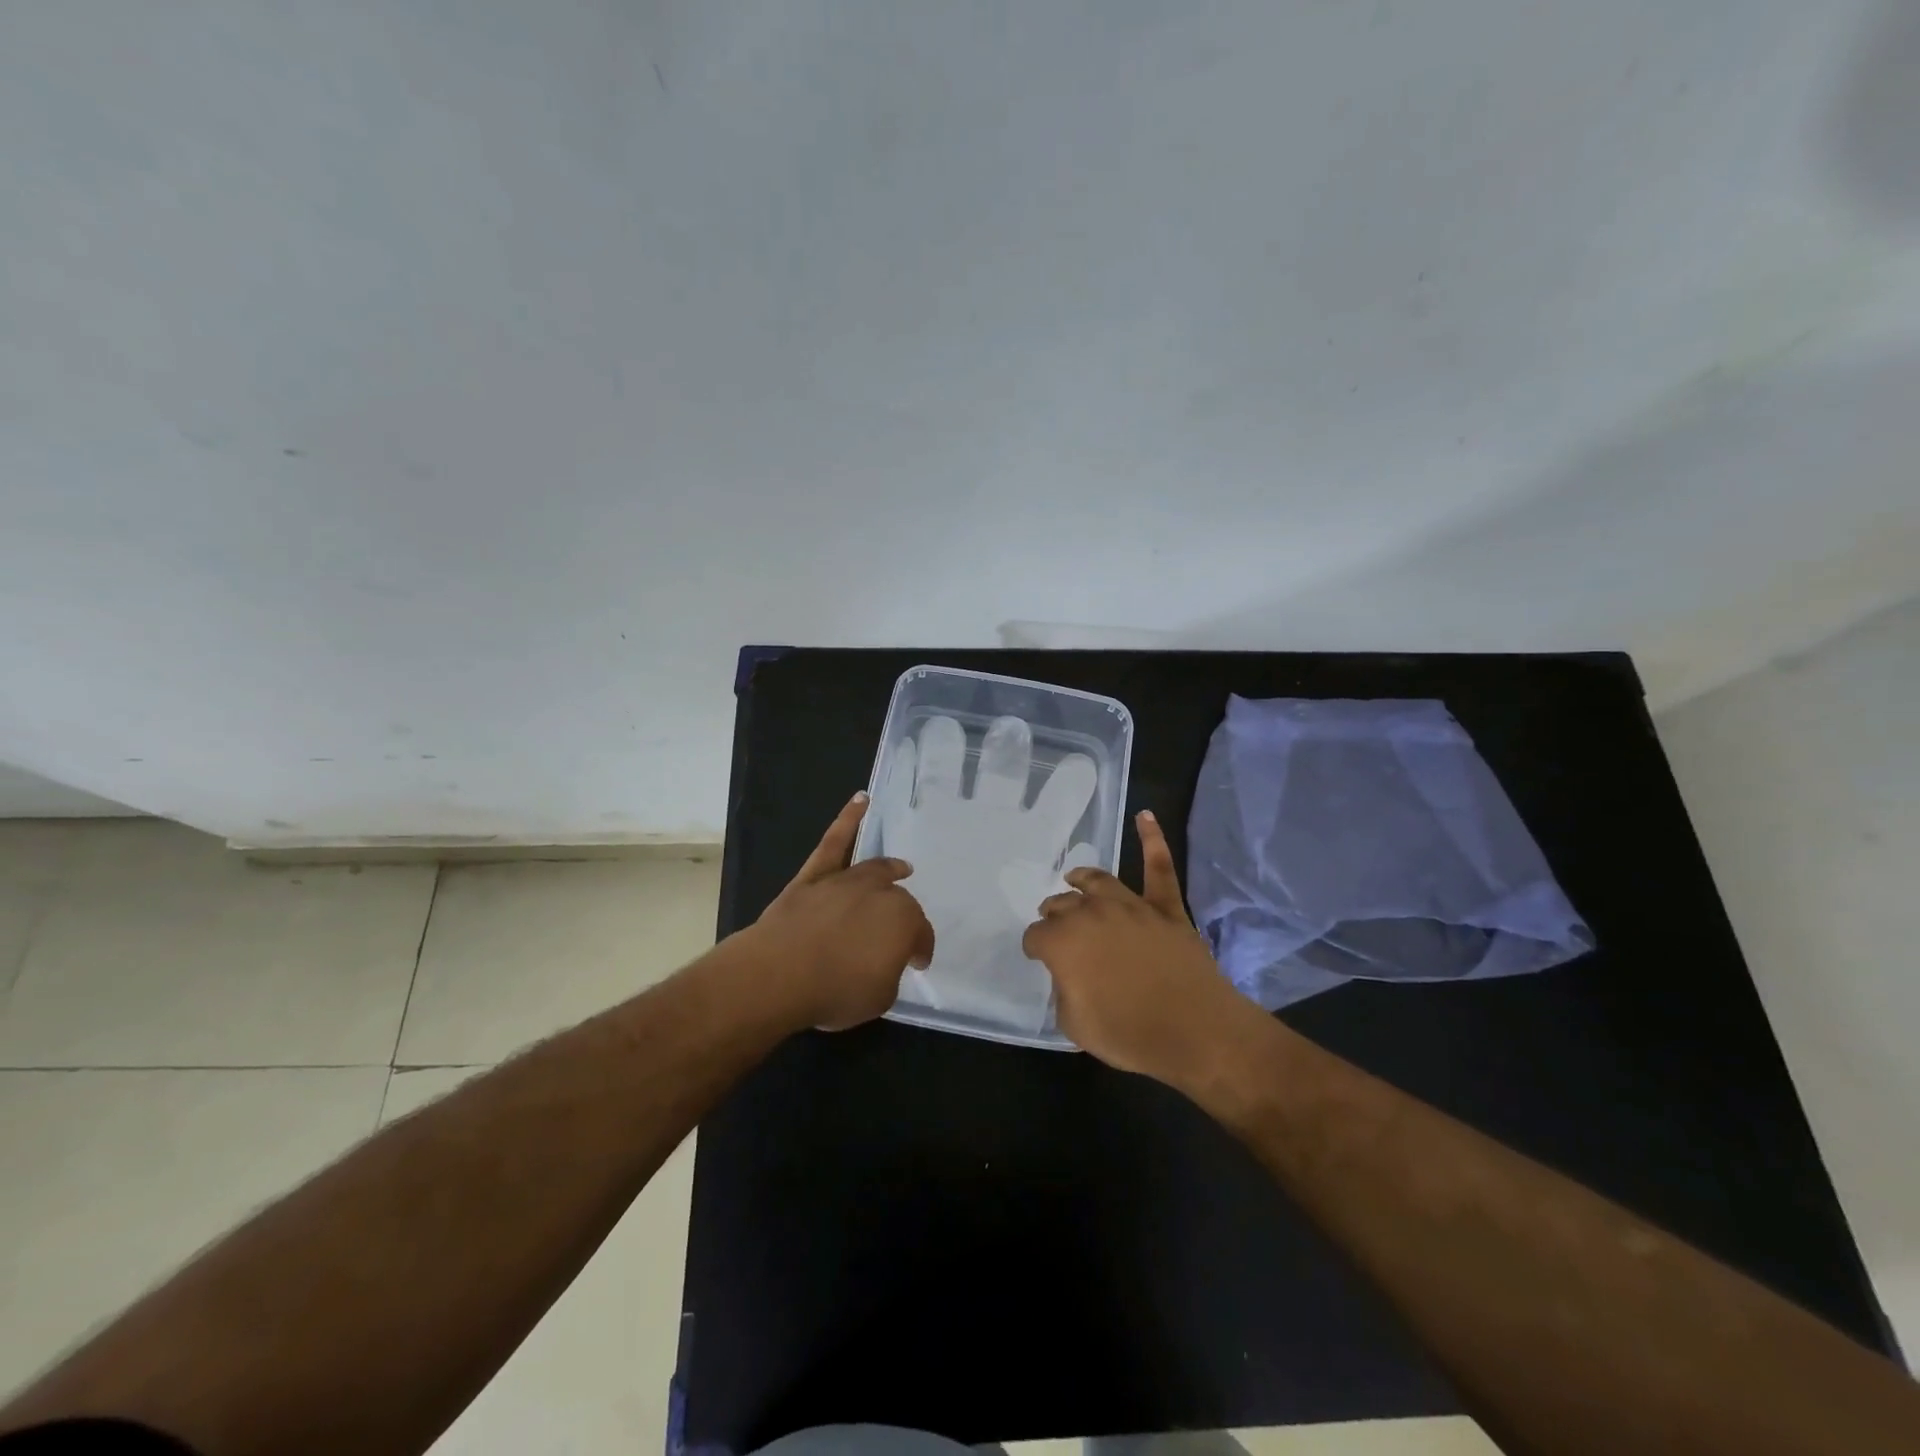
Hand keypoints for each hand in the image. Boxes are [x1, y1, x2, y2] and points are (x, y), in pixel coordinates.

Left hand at [748, 792, 935, 1030]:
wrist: (779, 975)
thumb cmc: (835, 991)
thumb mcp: (879, 996)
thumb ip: (888, 972)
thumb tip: (882, 961)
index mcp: (904, 923)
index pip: (920, 936)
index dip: (919, 951)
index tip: (917, 964)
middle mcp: (880, 894)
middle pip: (898, 901)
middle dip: (902, 919)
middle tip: (897, 937)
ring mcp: (846, 881)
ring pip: (875, 869)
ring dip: (889, 869)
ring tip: (900, 868)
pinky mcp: (815, 876)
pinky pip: (834, 842)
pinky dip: (847, 820)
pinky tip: (860, 801)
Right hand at [1021, 811, 1257, 1082]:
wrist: (1196, 1031)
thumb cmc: (1130, 1034)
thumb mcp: (1076, 1025)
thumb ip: (1064, 992)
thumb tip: (1070, 974)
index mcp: (1063, 942)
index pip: (1037, 936)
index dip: (1036, 947)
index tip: (1039, 957)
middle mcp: (1092, 914)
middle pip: (1062, 905)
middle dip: (1053, 915)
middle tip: (1054, 926)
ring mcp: (1131, 906)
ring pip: (1099, 881)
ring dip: (1082, 879)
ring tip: (1074, 878)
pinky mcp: (1166, 908)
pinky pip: (1159, 868)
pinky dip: (1152, 840)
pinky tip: (1145, 816)